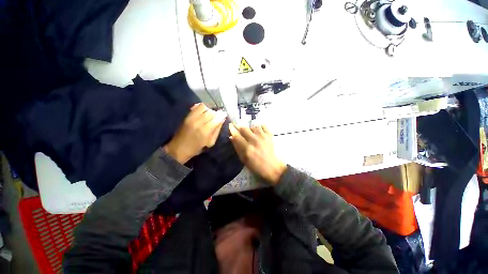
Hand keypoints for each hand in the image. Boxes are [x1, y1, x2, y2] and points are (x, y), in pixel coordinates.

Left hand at [164, 103, 225, 163]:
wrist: (178, 148)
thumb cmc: (196, 148)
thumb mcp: (210, 142)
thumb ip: (217, 130)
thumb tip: (222, 120)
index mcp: (206, 131)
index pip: (217, 118)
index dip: (222, 115)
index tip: (224, 115)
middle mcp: (199, 122)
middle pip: (211, 112)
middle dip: (217, 112)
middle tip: (218, 115)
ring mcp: (192, 118)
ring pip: (204, 107)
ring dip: (209, 109)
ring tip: (211, 113)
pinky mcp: (187, 116)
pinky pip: (196, 106)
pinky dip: (202, 107)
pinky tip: (204, 112)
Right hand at [229, 124, 286, 184]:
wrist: (273, 168)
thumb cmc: (257, 166)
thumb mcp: (244, 160)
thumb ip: (237, 148)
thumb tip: (232, 137)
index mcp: (247, 148)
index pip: (237, 135)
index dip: (232, 129)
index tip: (230, 125)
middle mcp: (255, 140)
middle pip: (244, 128)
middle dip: (240, 128)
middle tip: (239, 130)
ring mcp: (263, 136)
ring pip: (253, 126)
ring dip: (250, 129)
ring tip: (251, 133)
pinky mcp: (270, 135)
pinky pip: (263, 126)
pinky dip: (260, 127)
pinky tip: (259, 132)